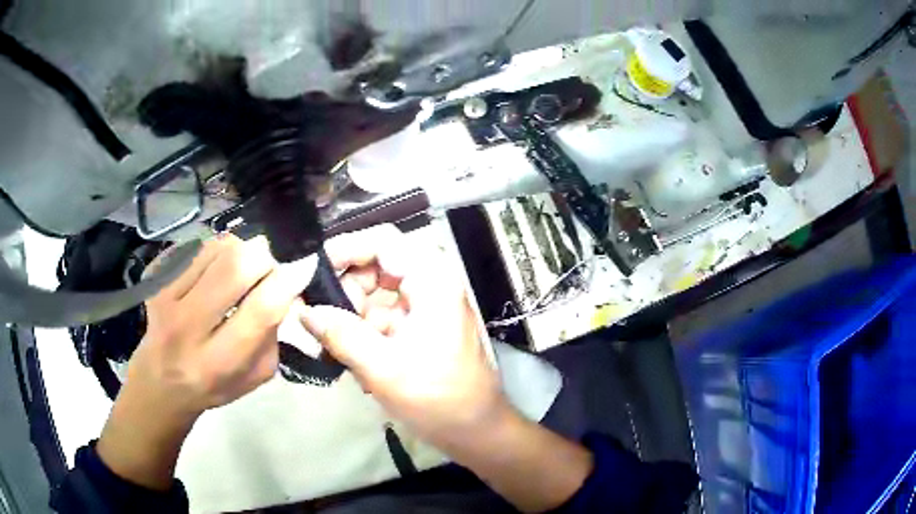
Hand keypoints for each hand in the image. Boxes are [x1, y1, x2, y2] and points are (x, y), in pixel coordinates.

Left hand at [98, 235, 310, 489]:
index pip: (261, 309)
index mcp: (219, 361)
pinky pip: (197, 246)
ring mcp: (167, 296)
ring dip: (241, 250)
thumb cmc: (214, 385)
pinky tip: (217, 268)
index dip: (289, 280)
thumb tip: (286, 286)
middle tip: (270, 265)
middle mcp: (189, 326)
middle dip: (265, 256)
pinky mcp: (156, 278)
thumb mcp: (255, 375)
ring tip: (243, 268)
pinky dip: (217, 250)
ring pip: (217, 247)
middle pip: (237, 266)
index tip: (304, 265)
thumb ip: (272, 334)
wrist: (160, 380)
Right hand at [300, 225, 510, 448]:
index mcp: (432, 281)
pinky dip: (365, 332)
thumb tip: (304, 310)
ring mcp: (427, 307)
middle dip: (346, 291)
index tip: (311, 272)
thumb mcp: (382, 367)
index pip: (383, 241)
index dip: (345, 249)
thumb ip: (340, 334)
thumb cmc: (437, 398)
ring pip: (377, 294)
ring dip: (353, 316)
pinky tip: (355, 361)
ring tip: (336, 347)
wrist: (476, 431)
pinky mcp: (422, 328)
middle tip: (322, 321)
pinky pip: (384, 317)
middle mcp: (431, 285)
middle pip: (377, 266)